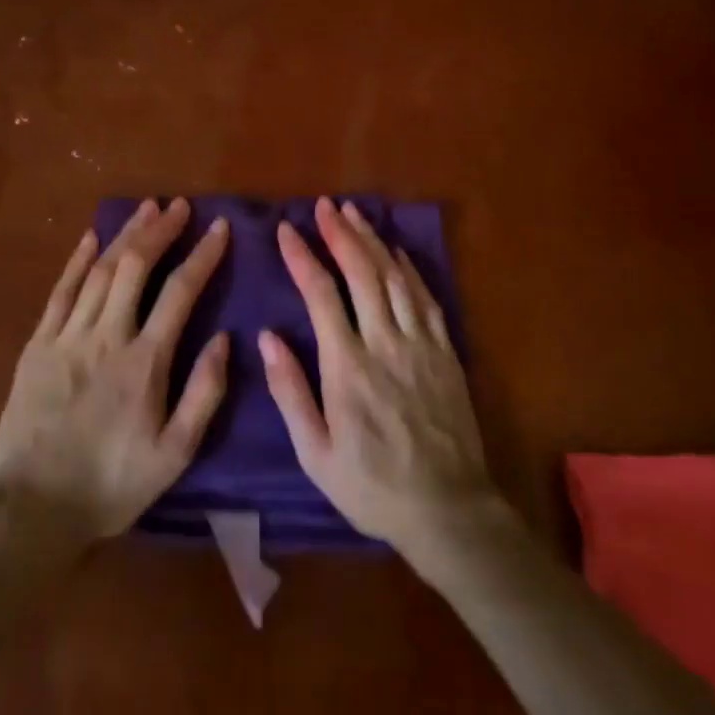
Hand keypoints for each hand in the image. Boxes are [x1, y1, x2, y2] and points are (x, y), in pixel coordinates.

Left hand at [0, 198, 229, 542]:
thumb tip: (225, 339)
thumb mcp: (174, 454)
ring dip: (125, 235)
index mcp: (145, 361)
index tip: (219, 228)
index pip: (180, 292)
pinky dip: (77, 261)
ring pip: (100, 271)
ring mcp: (67, 337)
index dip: (202, 255)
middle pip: (136, 267)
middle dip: (161, 230)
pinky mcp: (37, 346)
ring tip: (146, 209)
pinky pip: (60, 292)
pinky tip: (91, 238)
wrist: (32, 511)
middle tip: (180, 206)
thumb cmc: (111, 485)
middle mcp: (106, 336)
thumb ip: (204, 394)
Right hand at [261, 197, 498, 556]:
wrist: (447, 510)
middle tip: (325, 205)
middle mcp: (384, 344)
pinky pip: (426, 298)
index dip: (303, 257)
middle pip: (362, 273)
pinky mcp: (445, 352)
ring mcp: (420, 345)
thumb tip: (267, 337)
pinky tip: (397, 252)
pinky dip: (409, 269)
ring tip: (354, 214)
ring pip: (395, 278)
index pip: (321, 294)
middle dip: (340, 234)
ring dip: (373, 241)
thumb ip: (290, 392)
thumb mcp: (316, 454)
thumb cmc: (372, 487)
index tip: (287, 230)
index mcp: (347, 367)